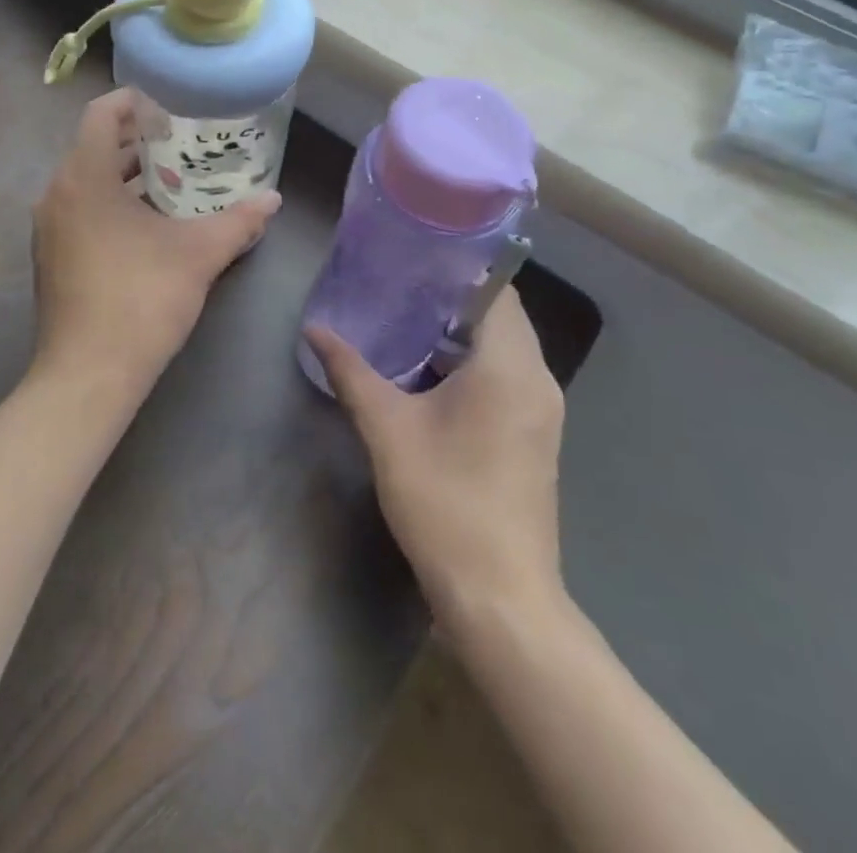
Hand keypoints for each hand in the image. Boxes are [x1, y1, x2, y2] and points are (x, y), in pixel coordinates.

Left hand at [33, 88, 280, 403]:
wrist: (88, 375)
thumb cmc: (142, 299)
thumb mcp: (199, 255)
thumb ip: (239, 221)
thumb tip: (272, 200)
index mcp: (84, 176)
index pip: (102, 113)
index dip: (135, 101)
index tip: (171, 104)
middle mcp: (56, 193)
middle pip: (95, 145)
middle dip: (139, 140)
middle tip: (184, 140)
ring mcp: (48, 227)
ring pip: (87, 180)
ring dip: (126, 174)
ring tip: (174, 178)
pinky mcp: (50, 256)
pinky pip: (80, 210)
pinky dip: (110, 203)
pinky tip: (149, 224)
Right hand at [305, 294, 566, 628]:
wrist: (500, 598)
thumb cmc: (445, 502)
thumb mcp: (387, 430)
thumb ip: (351, 372)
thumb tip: (314, 329)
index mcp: (510, 366)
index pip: (496, 290)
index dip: (457, 268)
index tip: (413, 257)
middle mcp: (538, 379)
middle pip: (500, 316)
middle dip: (450, 300)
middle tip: (397, 286)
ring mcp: (542, 410)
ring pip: (503, 348)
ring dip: (459, 334)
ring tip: (403, 321)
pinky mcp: (535, 435)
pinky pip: (506, 377)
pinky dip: (472, 364)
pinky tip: (427, 374)